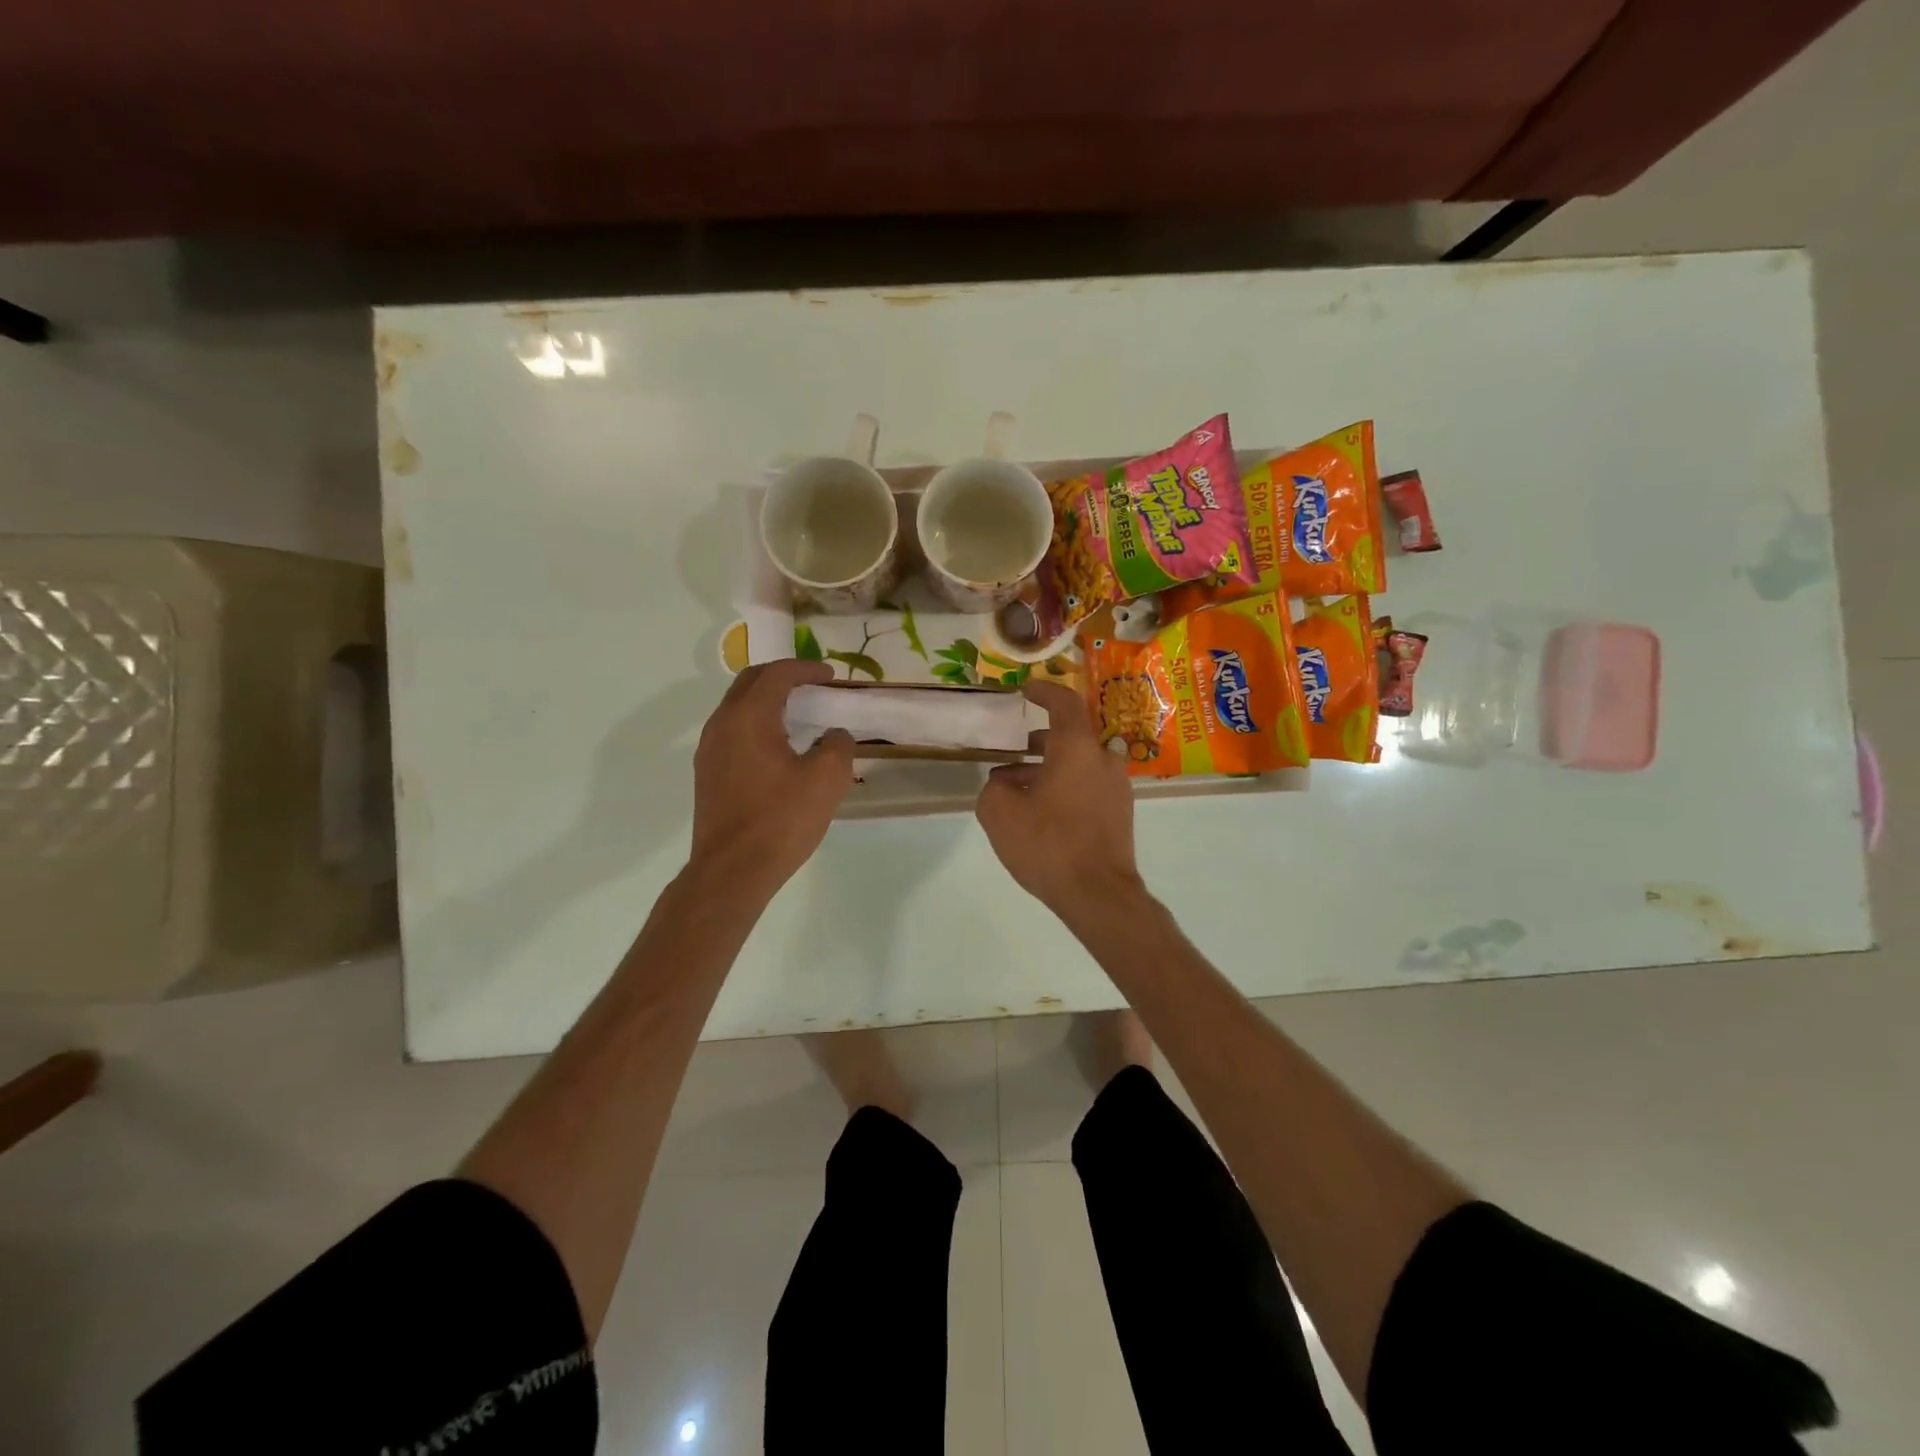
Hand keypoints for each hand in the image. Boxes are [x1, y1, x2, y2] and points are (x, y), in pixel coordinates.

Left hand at [689, 660, 854, 896]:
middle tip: (813, 687)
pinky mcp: (707, 774)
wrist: (732, 872)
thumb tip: (834, 735)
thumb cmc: (781, 820)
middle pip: (750, 683)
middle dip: (783, 677)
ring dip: (767, 701)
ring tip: (799, 716)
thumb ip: (838, 745)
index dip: (806, 669)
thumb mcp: (827, 779)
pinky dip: (757, 725)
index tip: (830, 677)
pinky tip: (779, 749)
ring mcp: (709, 750)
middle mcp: (722, 725)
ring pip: (738, 708)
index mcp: (748, 716)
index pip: (777, 674)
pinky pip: (733, 732)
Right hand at [975, 679, 1144, 926]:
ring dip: (1049, 768)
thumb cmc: (1048, 843)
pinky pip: (1088, 786)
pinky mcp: (1120, 813)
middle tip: (1013, 751)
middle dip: (1039, 742)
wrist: (1098, 893)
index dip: (1043, 691)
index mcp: (1078, 747)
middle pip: (1071, 737)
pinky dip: (1064, 787)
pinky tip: (1040, 811)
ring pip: (1079, 764)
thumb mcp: (999, 813)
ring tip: (1016, 788)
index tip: (1024, 690)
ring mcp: (1116, 787)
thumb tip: (1003, 784)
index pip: (1064, 703)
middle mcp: (1103, 759)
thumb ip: (993, 789)